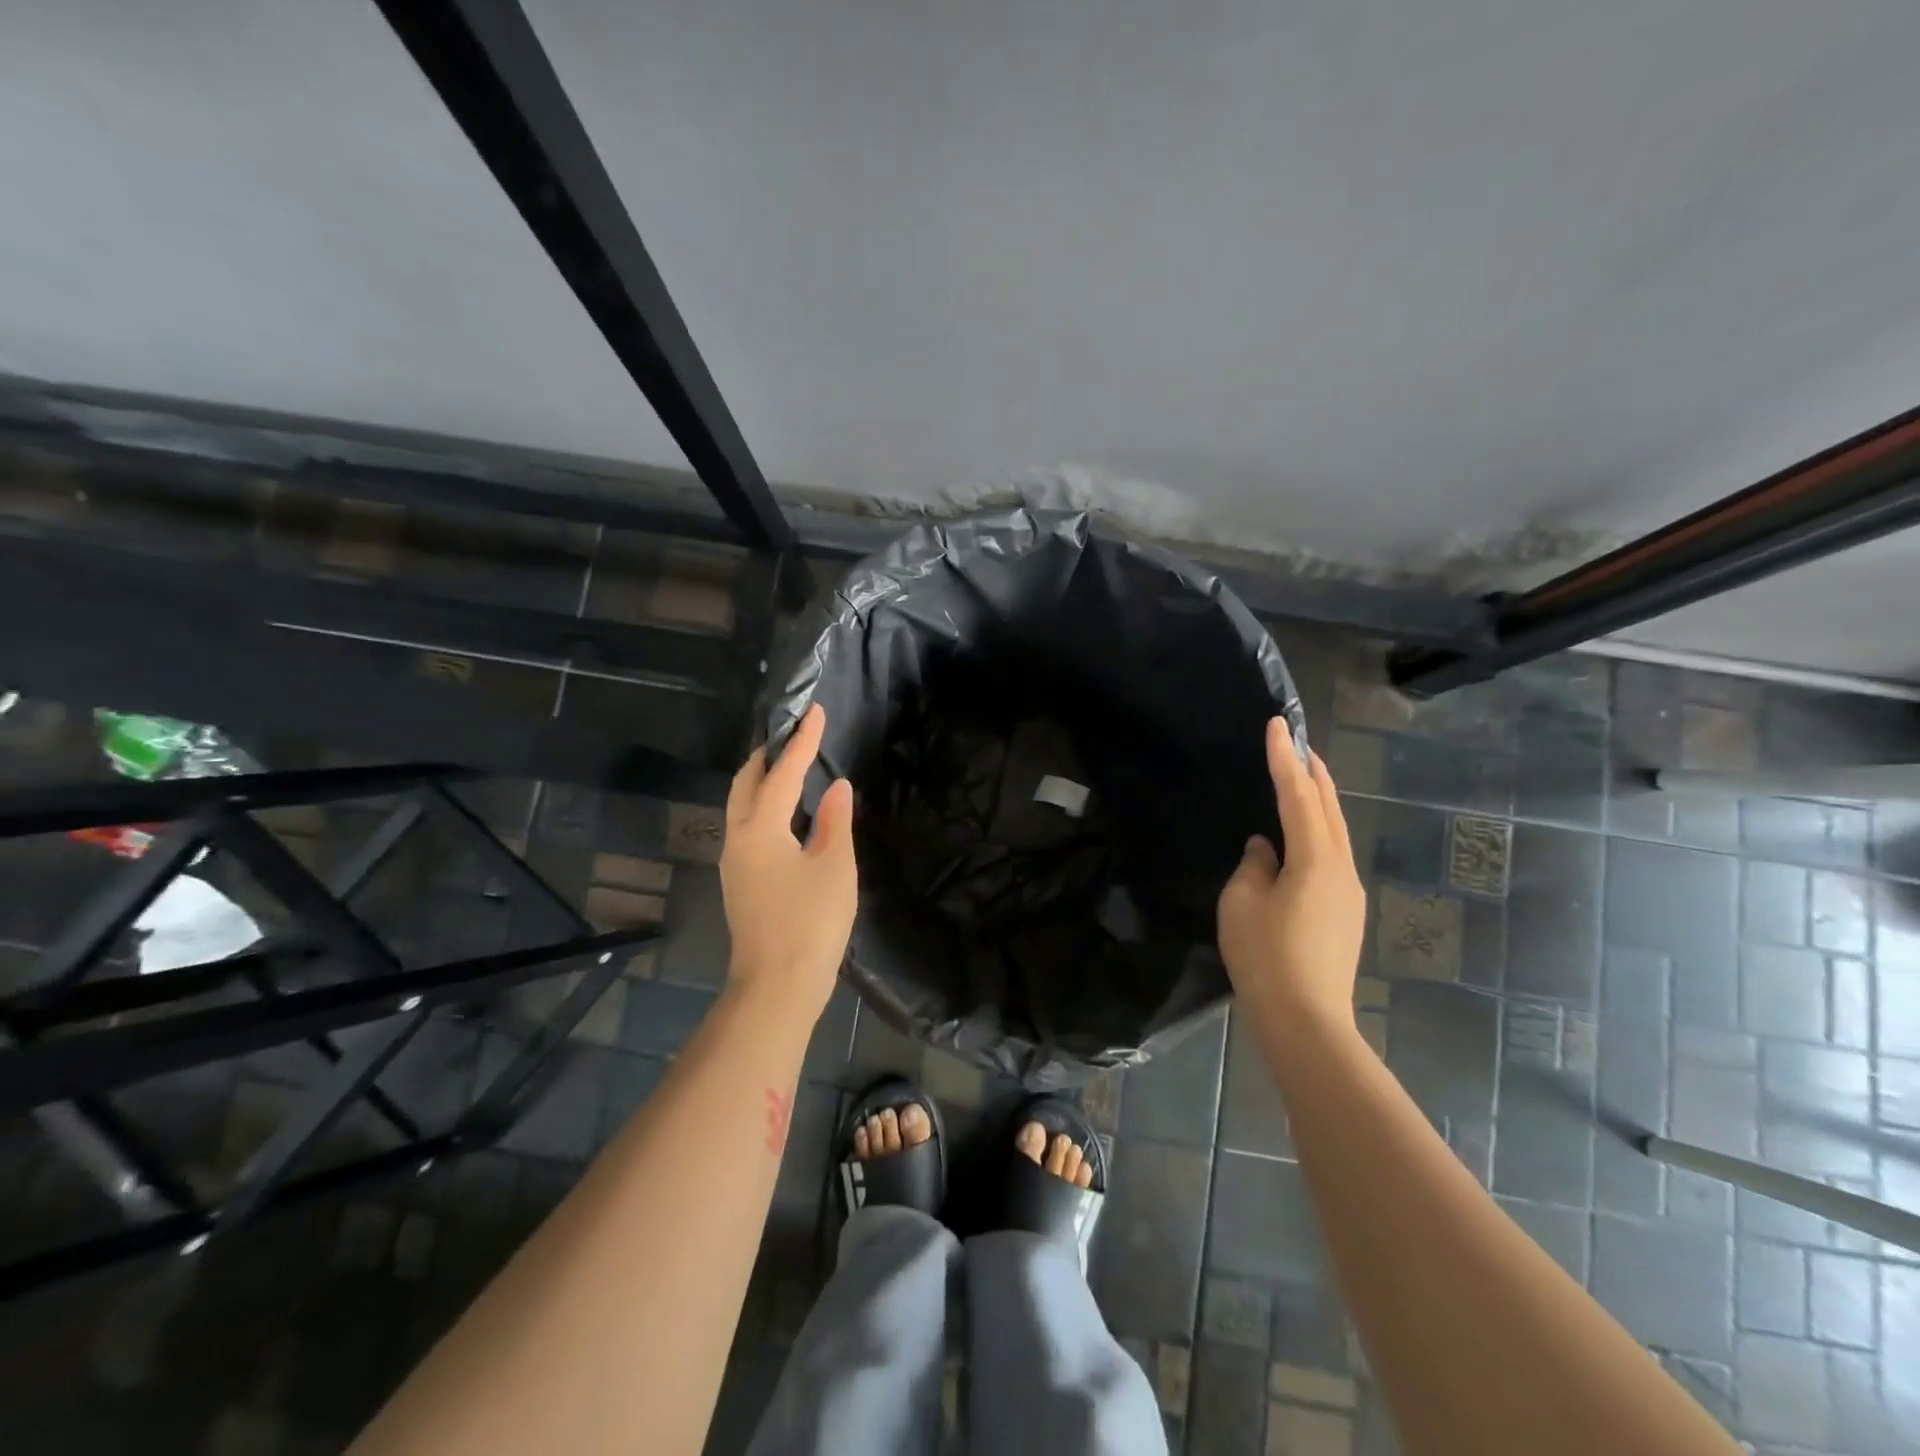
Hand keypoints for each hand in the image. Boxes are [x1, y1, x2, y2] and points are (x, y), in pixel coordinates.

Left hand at [721, 703, 856, 1020]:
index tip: (815, 711)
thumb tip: (835, 786)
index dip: (802, 742)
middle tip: (794, 735)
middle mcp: (737, 838)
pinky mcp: (740, 882)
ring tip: (790, 767)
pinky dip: (764, 806)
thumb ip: (835, 821)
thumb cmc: (810, 923)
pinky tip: (787, 814)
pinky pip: (748, 827)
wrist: (777, 987)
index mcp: (760, 829)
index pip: (782, 773)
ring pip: (742, 806)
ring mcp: (734, 862)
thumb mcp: (834, 867)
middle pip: (746, 784)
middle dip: (768, 755)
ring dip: (762, 781)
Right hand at [1217, 718, 1366, 1031]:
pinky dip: (1318, 832)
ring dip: (1319, 802)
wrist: (1305, 1020)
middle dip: (1313, 773)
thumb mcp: (1242, 903)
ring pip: (1335, 832)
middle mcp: (1341, 868)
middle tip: (1297, 744)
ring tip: (1300, 782)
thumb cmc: (1265, 957)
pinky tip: (1300, 839)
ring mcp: (1348, 892)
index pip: (1298, 797)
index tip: (1277, 725)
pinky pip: (1332, 856)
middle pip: (1330, 809)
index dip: (1283, 759)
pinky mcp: (1345, 913)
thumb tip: (1266, 850)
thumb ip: (1253, 867)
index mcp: (1315, 860)